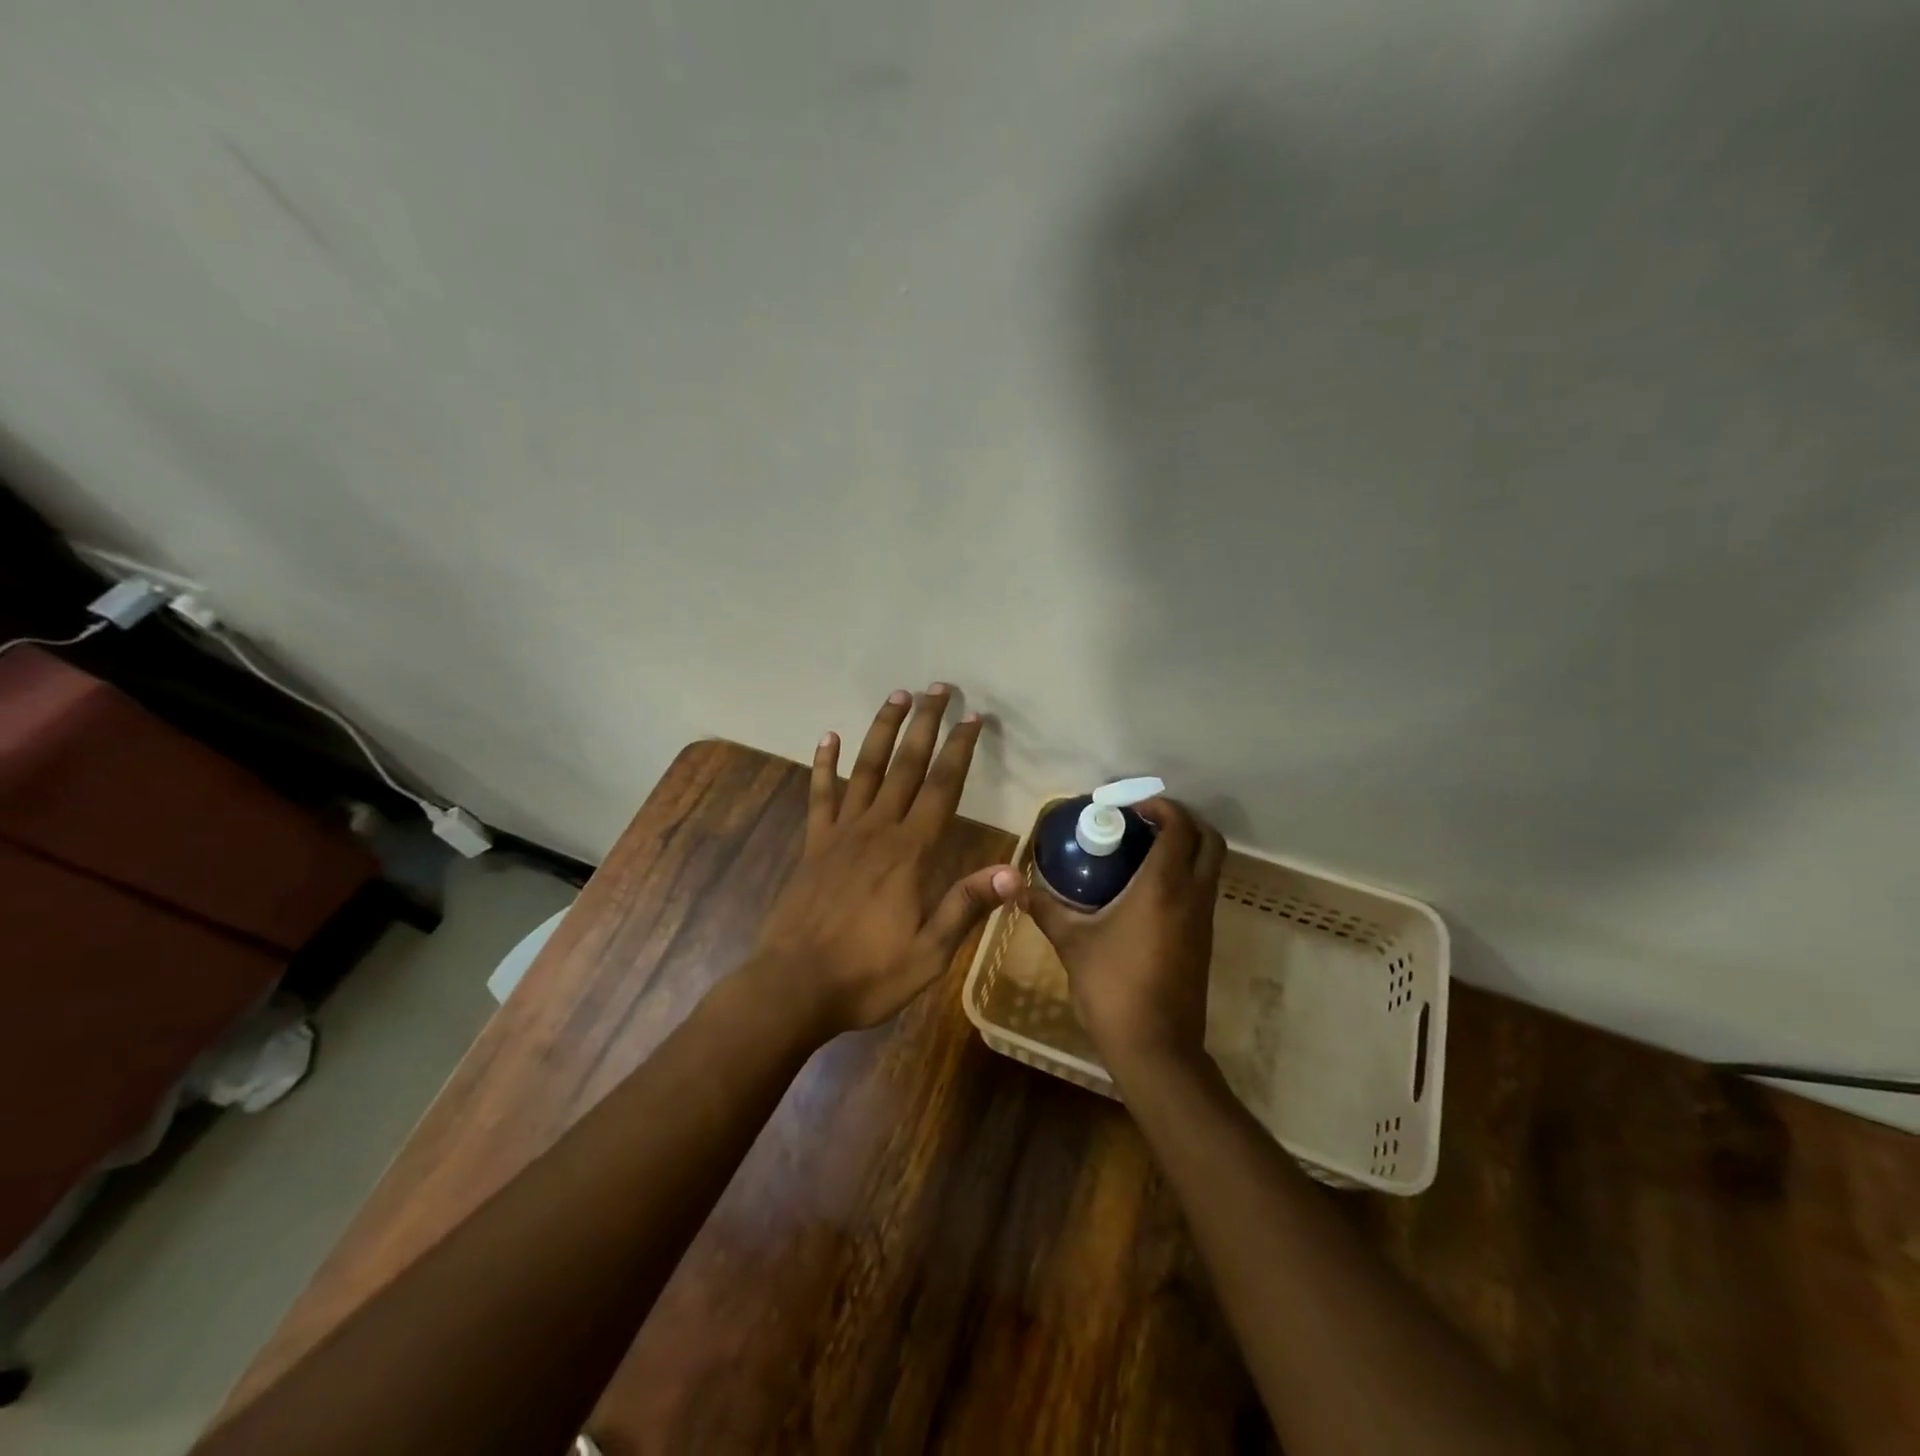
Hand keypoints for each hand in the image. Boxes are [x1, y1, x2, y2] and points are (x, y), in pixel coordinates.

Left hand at [752, 684, 1020, 1039]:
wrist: (794, 986)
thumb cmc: (868, 974)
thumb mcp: (929, 952)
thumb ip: (966, 906)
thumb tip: (1014, 874)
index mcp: (910, 852)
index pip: (943, 788)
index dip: (959, 750)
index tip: (972, 717)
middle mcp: (877, 830)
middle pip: (906, 765)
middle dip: (925, 724)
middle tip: (938, 688)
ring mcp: (840, 833)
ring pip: (866, 769)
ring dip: (882, 730)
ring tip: (897, 696)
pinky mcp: (813, 844)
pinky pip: (820, 795)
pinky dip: (823, 764)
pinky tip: (826, 737)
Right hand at [1018, 798, 1225, 1077]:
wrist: (1156, 1047)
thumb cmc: (1112, 987)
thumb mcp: (1072, 943)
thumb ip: (1046, 909)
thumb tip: (1017, 887)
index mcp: (1164, 887)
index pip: (1179, 827)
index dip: (1161, 806)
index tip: (1131, 806)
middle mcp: (1192, 896)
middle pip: (1210, 840)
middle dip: (1183, 820)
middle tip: (1145, 820)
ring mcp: (1203, 920)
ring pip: (1210, 866)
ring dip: (1186, 848)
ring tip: (1142, 849)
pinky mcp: (1204, 941)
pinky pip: (1202, 891)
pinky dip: (1184, 874)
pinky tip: (1146, 889)